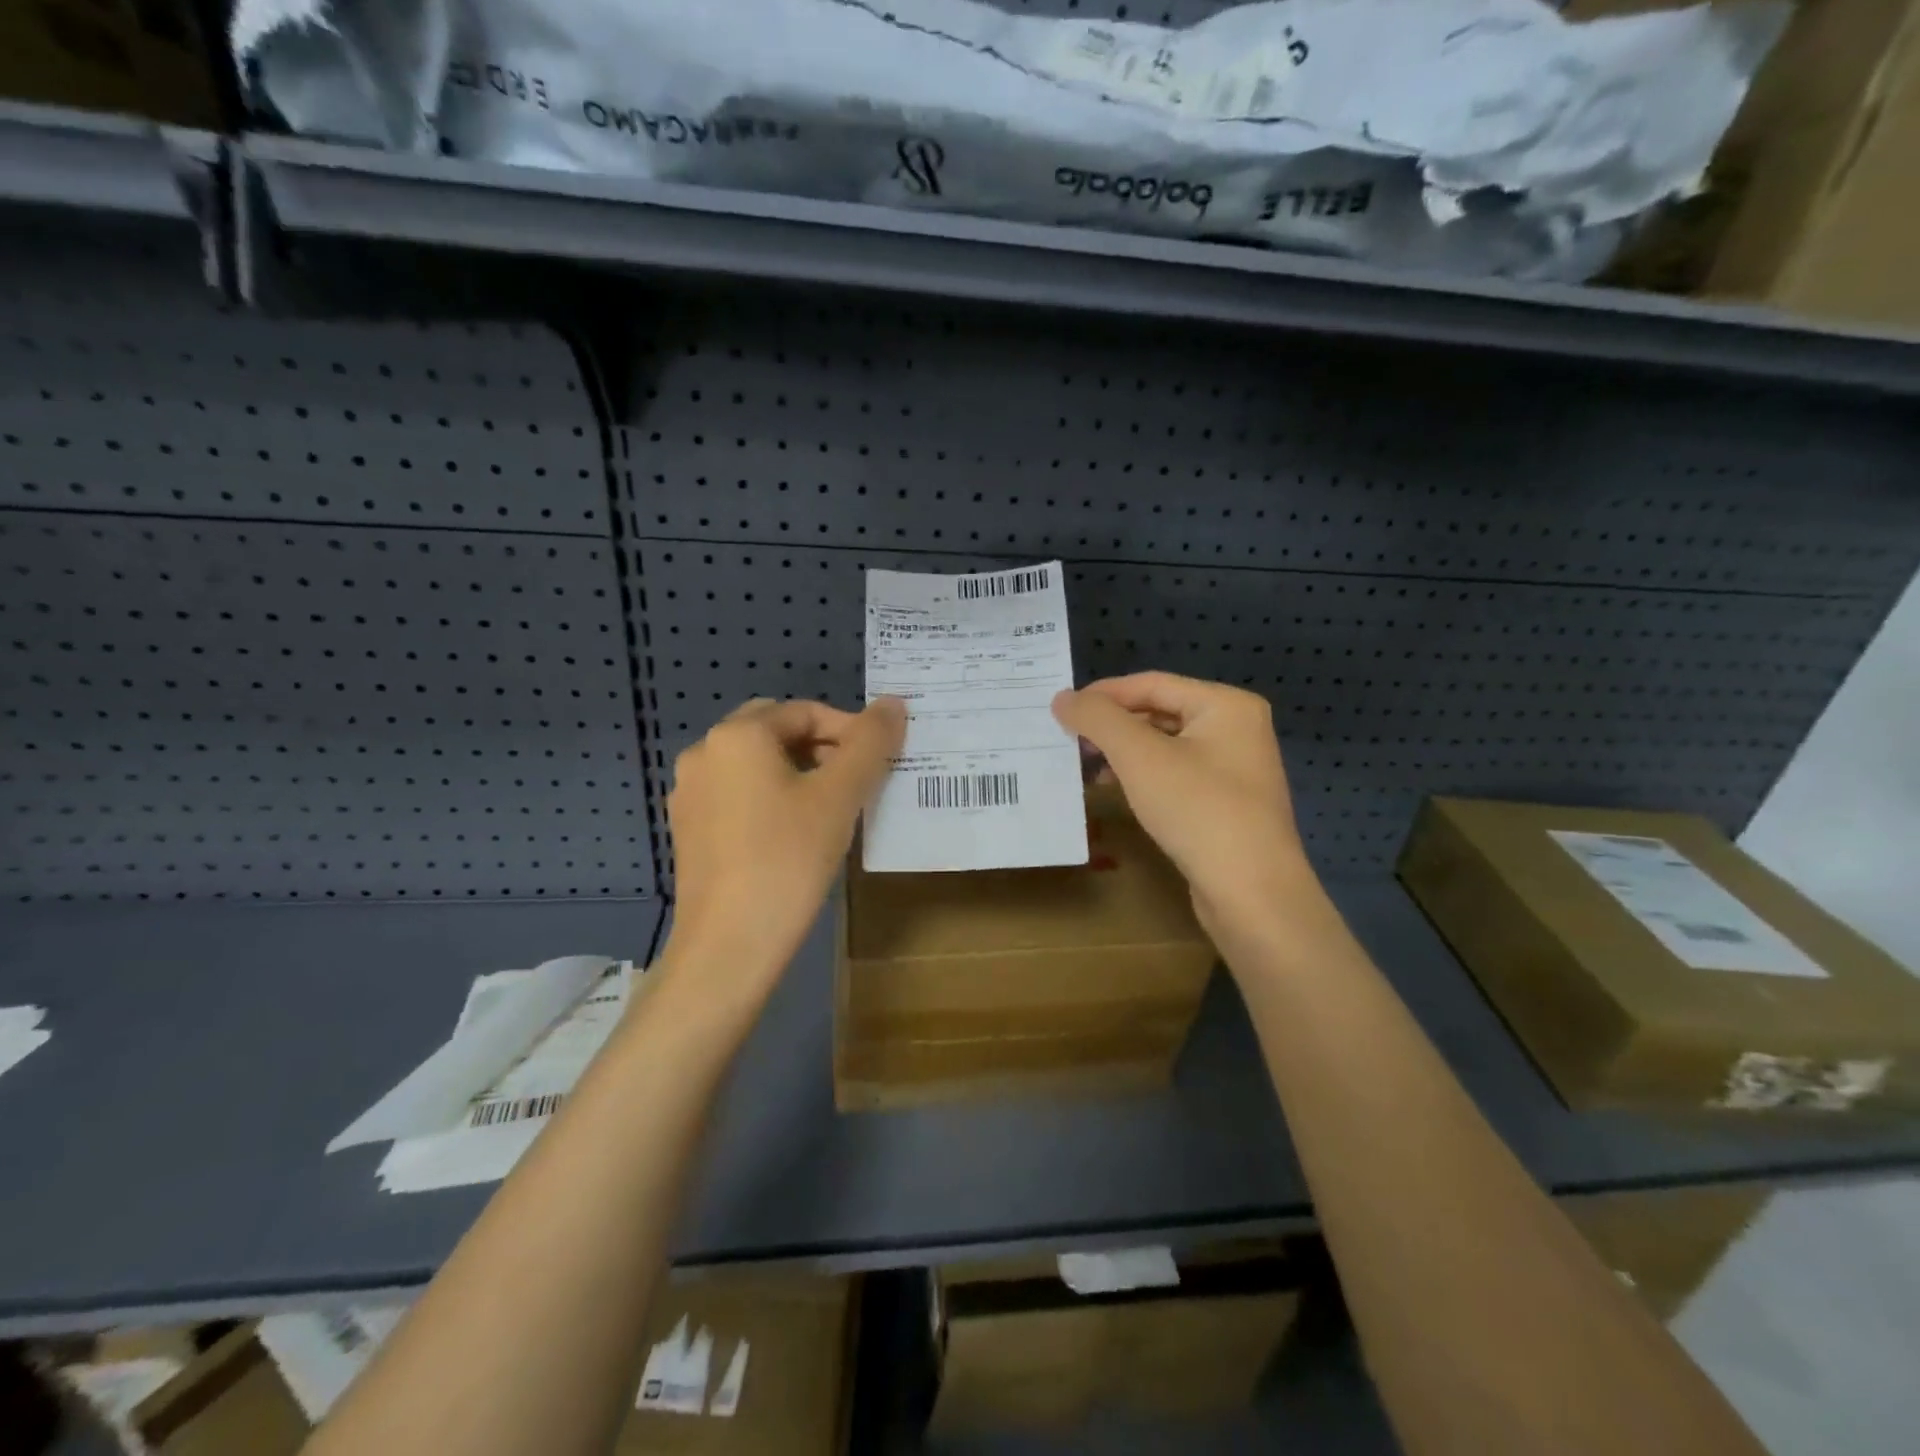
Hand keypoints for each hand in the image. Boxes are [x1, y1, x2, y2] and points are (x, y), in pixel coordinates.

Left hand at [662, 697, 905, 1006]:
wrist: (729, 945)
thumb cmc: (788, 859)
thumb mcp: (840, 797)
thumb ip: (870, 744)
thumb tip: (893, 704)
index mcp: (737, 735)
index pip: (806, 712)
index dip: (850, 730)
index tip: (880, 762)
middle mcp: (705, 753)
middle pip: (776, 732)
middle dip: (822, 748)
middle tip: (858, 781)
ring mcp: (690, 794)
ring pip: (757, 765)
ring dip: (799, 773)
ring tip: (833, 807)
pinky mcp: (689, 830)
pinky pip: (739, 796)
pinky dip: (772, 799)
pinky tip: (795, 834)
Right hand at [1052, 673, 1316, 941]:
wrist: (1252, 893)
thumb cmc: (1198, 811)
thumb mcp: (1140, 757)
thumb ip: (1098, 719)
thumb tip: (1062, 697)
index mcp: (1226, 705)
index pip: (1151, 684)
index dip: (1102, 694)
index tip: (1061, 710)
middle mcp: (1237, 728)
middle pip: (1159, 712)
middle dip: (1112, 725)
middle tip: (1069, 739)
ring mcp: (1235, 768)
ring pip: (1165, 745)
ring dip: (1123, 752)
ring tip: (1086, 766)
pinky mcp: (1227, 803)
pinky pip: (1175, 774)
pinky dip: (1143, 776)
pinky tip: (1117, 790)